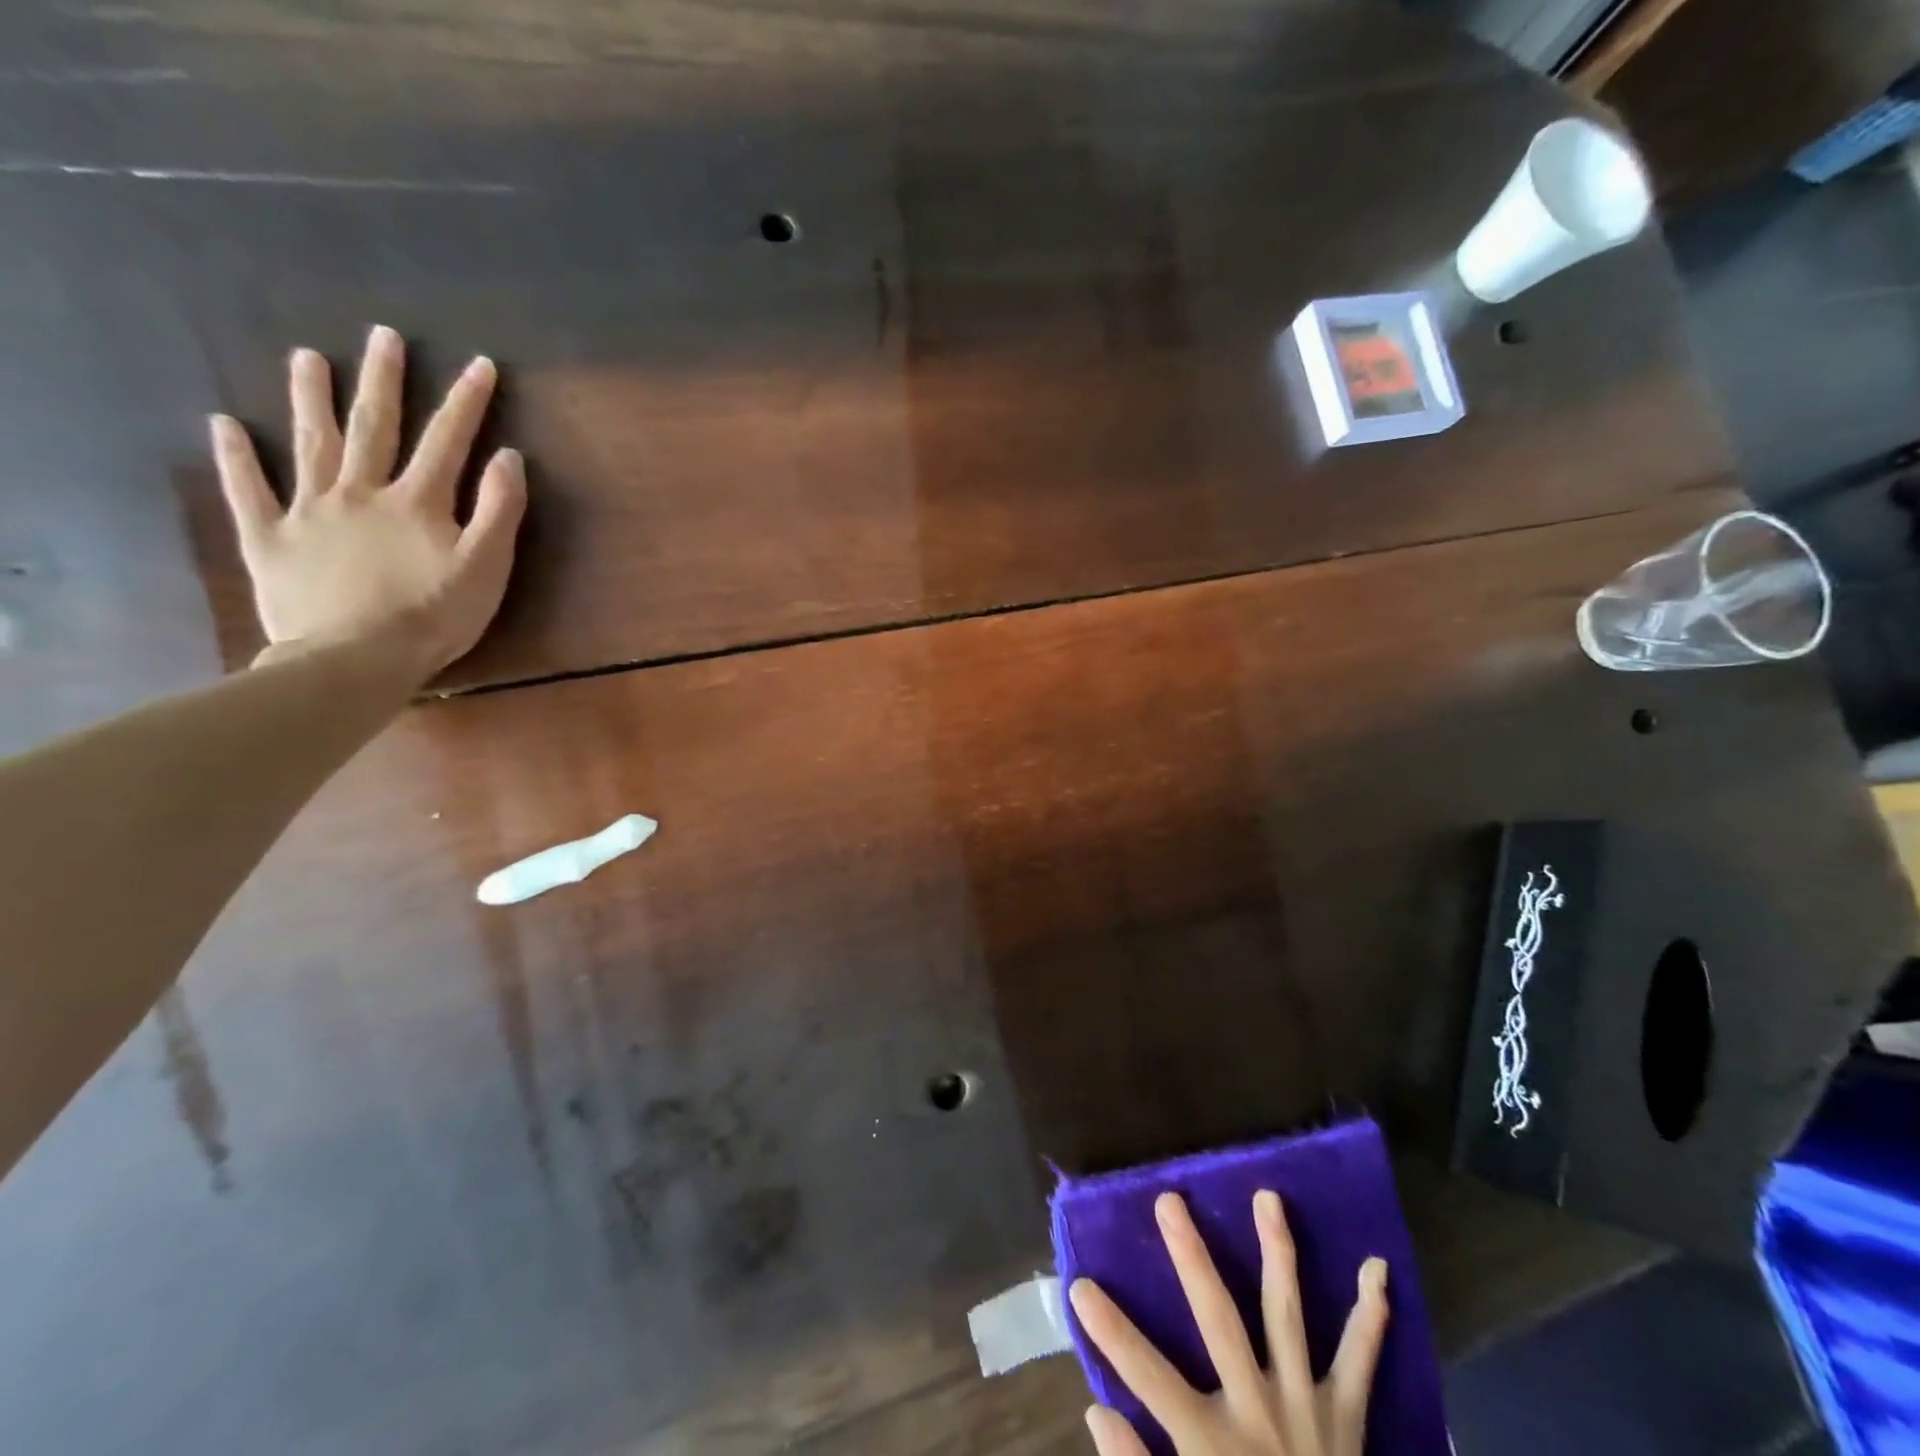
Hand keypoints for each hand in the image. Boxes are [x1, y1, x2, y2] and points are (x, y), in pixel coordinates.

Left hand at [211, 324, 526, 676]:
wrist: (357, 659)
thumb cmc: (434, 616)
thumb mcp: (486, 567)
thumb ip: (500, 511)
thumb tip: (508, 458)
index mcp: (417, 502)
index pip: (448, 441)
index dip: (466, 402)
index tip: (478, 365)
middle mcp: (360, 491)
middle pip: (374, 427)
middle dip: (383, 380)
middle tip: (384, 337)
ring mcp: (310, 511)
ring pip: (310, 444)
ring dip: (309, 398)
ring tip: (306, 358)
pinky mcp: (271, 539)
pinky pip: (249, 491)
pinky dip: (236, 457)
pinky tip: (223, 425)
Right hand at [1069, 1192, 1388, 1455]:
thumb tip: (1097, 1410)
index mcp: (1212, 1446)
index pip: (1147, 1376)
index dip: (1111, 1331)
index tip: (1079, 1285)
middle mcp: (1258, 1413)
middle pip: (1219, 1322)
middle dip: (1193, 1259)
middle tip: (1170, 1201)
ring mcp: (1306, 1410)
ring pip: (1287, 1317)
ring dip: (1277, 1254)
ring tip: (1268, 1197)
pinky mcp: (1346, 1420)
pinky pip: (1361, 1365)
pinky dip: (1370, 1318)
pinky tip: (1377, 1270)